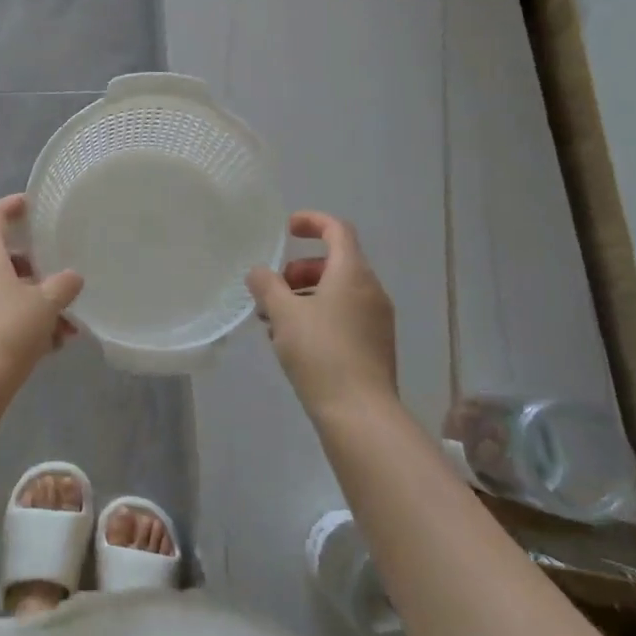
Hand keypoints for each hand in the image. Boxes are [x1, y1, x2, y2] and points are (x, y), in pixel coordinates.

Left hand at [0, 194, 83, 380]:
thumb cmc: (9, 329)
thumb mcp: (46, 304)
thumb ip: (63, 285)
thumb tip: (72, 278)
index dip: (11, 206)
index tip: (31, 204)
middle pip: (4, 257)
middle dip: (36, 268)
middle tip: (60, 276)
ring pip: (6, 291)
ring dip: (37, 303)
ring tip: (68, 326)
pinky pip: (1, 315)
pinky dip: (25, 323)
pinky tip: (52, 346)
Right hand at [247, 211, 397, 419]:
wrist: (360, 414)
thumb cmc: (321, 353)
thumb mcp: (284, 314)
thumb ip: (267, 286)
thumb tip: (259, 272)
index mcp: (352, 274)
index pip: (338, 230)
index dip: (312, 221)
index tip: (286, 229)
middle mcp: (371, 290)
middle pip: (336, 262)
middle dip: (300, 269)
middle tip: (273, 288)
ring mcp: (377, 320)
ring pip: (338, 292)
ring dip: (305, 295)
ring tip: (275, 321)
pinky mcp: (375, 345)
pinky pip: (345, 315)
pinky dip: (319, 315)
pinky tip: (293, 342)